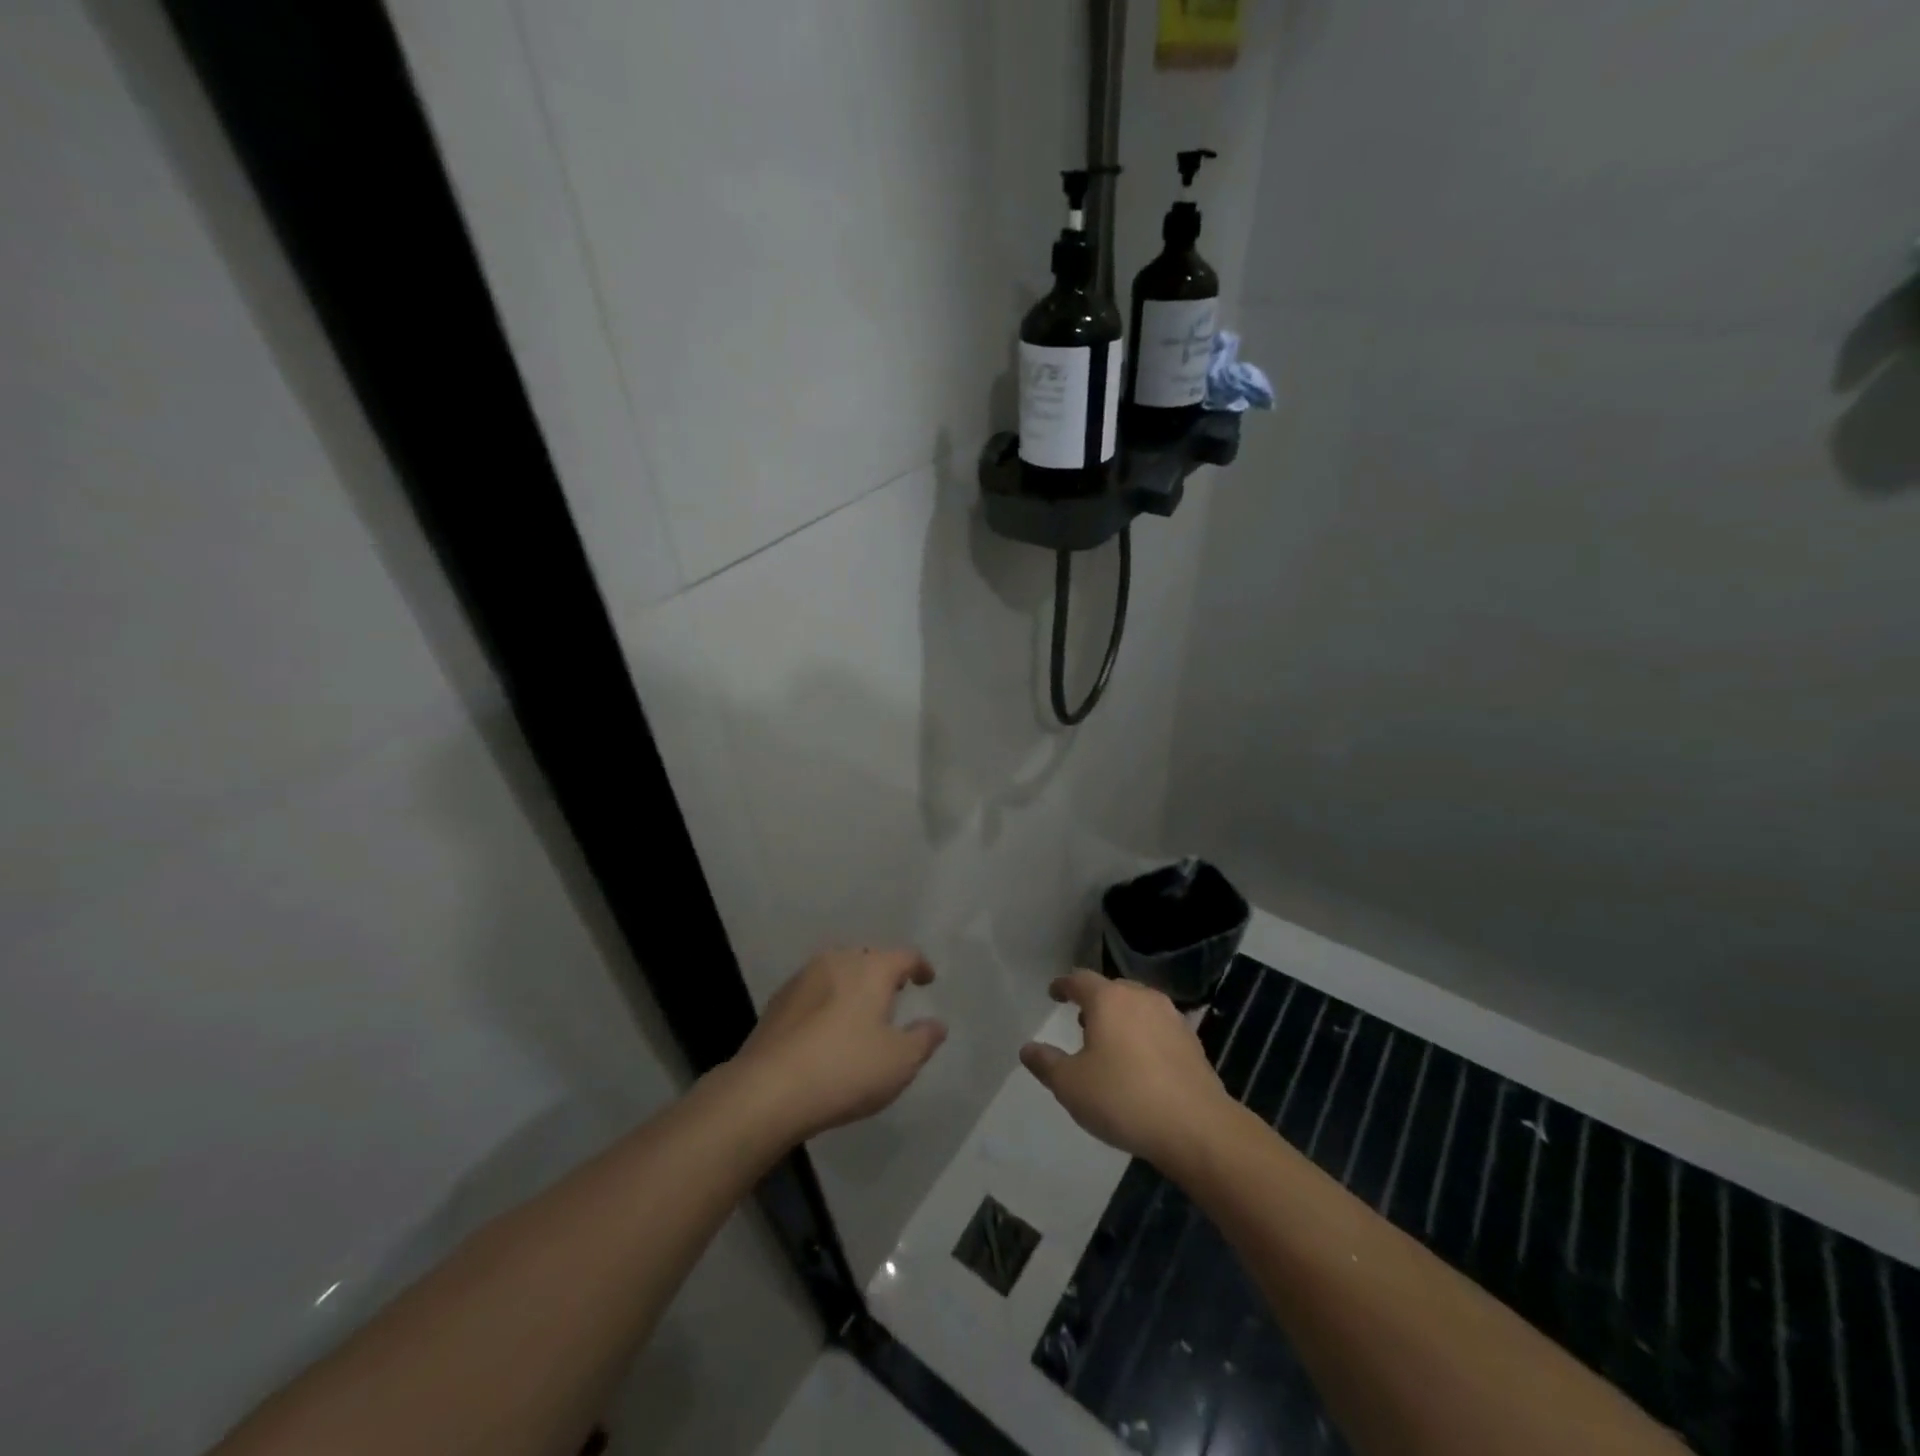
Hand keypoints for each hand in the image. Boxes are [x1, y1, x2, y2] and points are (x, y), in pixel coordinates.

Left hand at [729, 947, 947, 1143]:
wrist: (767, 1091)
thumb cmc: (845, 1070)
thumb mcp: (900, 1062)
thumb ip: (924, 1039)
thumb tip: (936, 1024)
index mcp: (870, 968)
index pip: (904, 955)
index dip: (920, 966)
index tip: (927, 980)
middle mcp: (837, 961)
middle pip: (868, 958)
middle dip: (884, 974)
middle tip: (894, 995)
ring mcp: (802, 979)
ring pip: (838, 972)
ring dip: (853, 986)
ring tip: (861, 1012)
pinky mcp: (778, 1002)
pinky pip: (814, 991)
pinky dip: (828, 1002)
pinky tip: (827, 1029)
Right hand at [1020, 971, 1232, 1167]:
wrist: (1197, 1127)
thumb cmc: (1123, 1098)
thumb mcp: (1071, 1086)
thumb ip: (1046, 1063)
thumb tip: (1028, 1048)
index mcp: (1108, 999)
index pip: (1079, 980)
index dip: (1063, 985)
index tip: (1054, 993)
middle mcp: (1141, 997)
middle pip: (1112, 990)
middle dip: (1094, 1003)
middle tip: (1081, 1022)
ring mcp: (1171, 1017)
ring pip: (1138, 1007)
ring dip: (1121, 1019)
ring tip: (1110, 1043)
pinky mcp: (1192, 1042)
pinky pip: (1158, 1028)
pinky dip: (1144, 1036)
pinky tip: (1141, 1063)